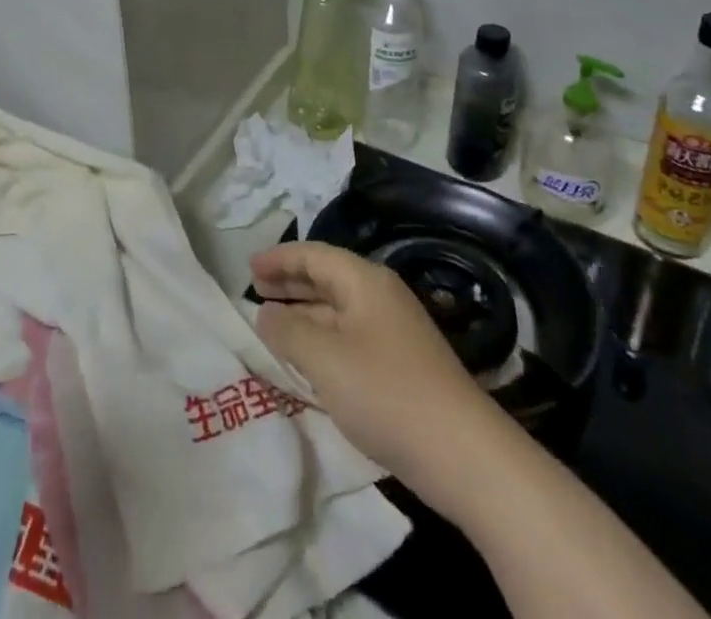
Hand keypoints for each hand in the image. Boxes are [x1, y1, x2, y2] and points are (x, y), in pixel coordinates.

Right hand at [252, 242, 490, 497]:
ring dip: (304, 312)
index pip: (313, 255)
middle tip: (255, 289)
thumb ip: (288, 330)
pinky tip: (308, 359)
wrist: (463, 454)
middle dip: (290, 282)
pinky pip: (350, 336)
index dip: (278, 258)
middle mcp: (380, 296)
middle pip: (327, 277)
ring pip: (338, 309)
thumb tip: (265, 311)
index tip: (247, 267)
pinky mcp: (401, 364)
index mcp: (364, 281)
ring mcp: (394, 331)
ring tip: (272, 322)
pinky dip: (322, 338)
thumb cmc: (386, 393)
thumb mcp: (324, 359)